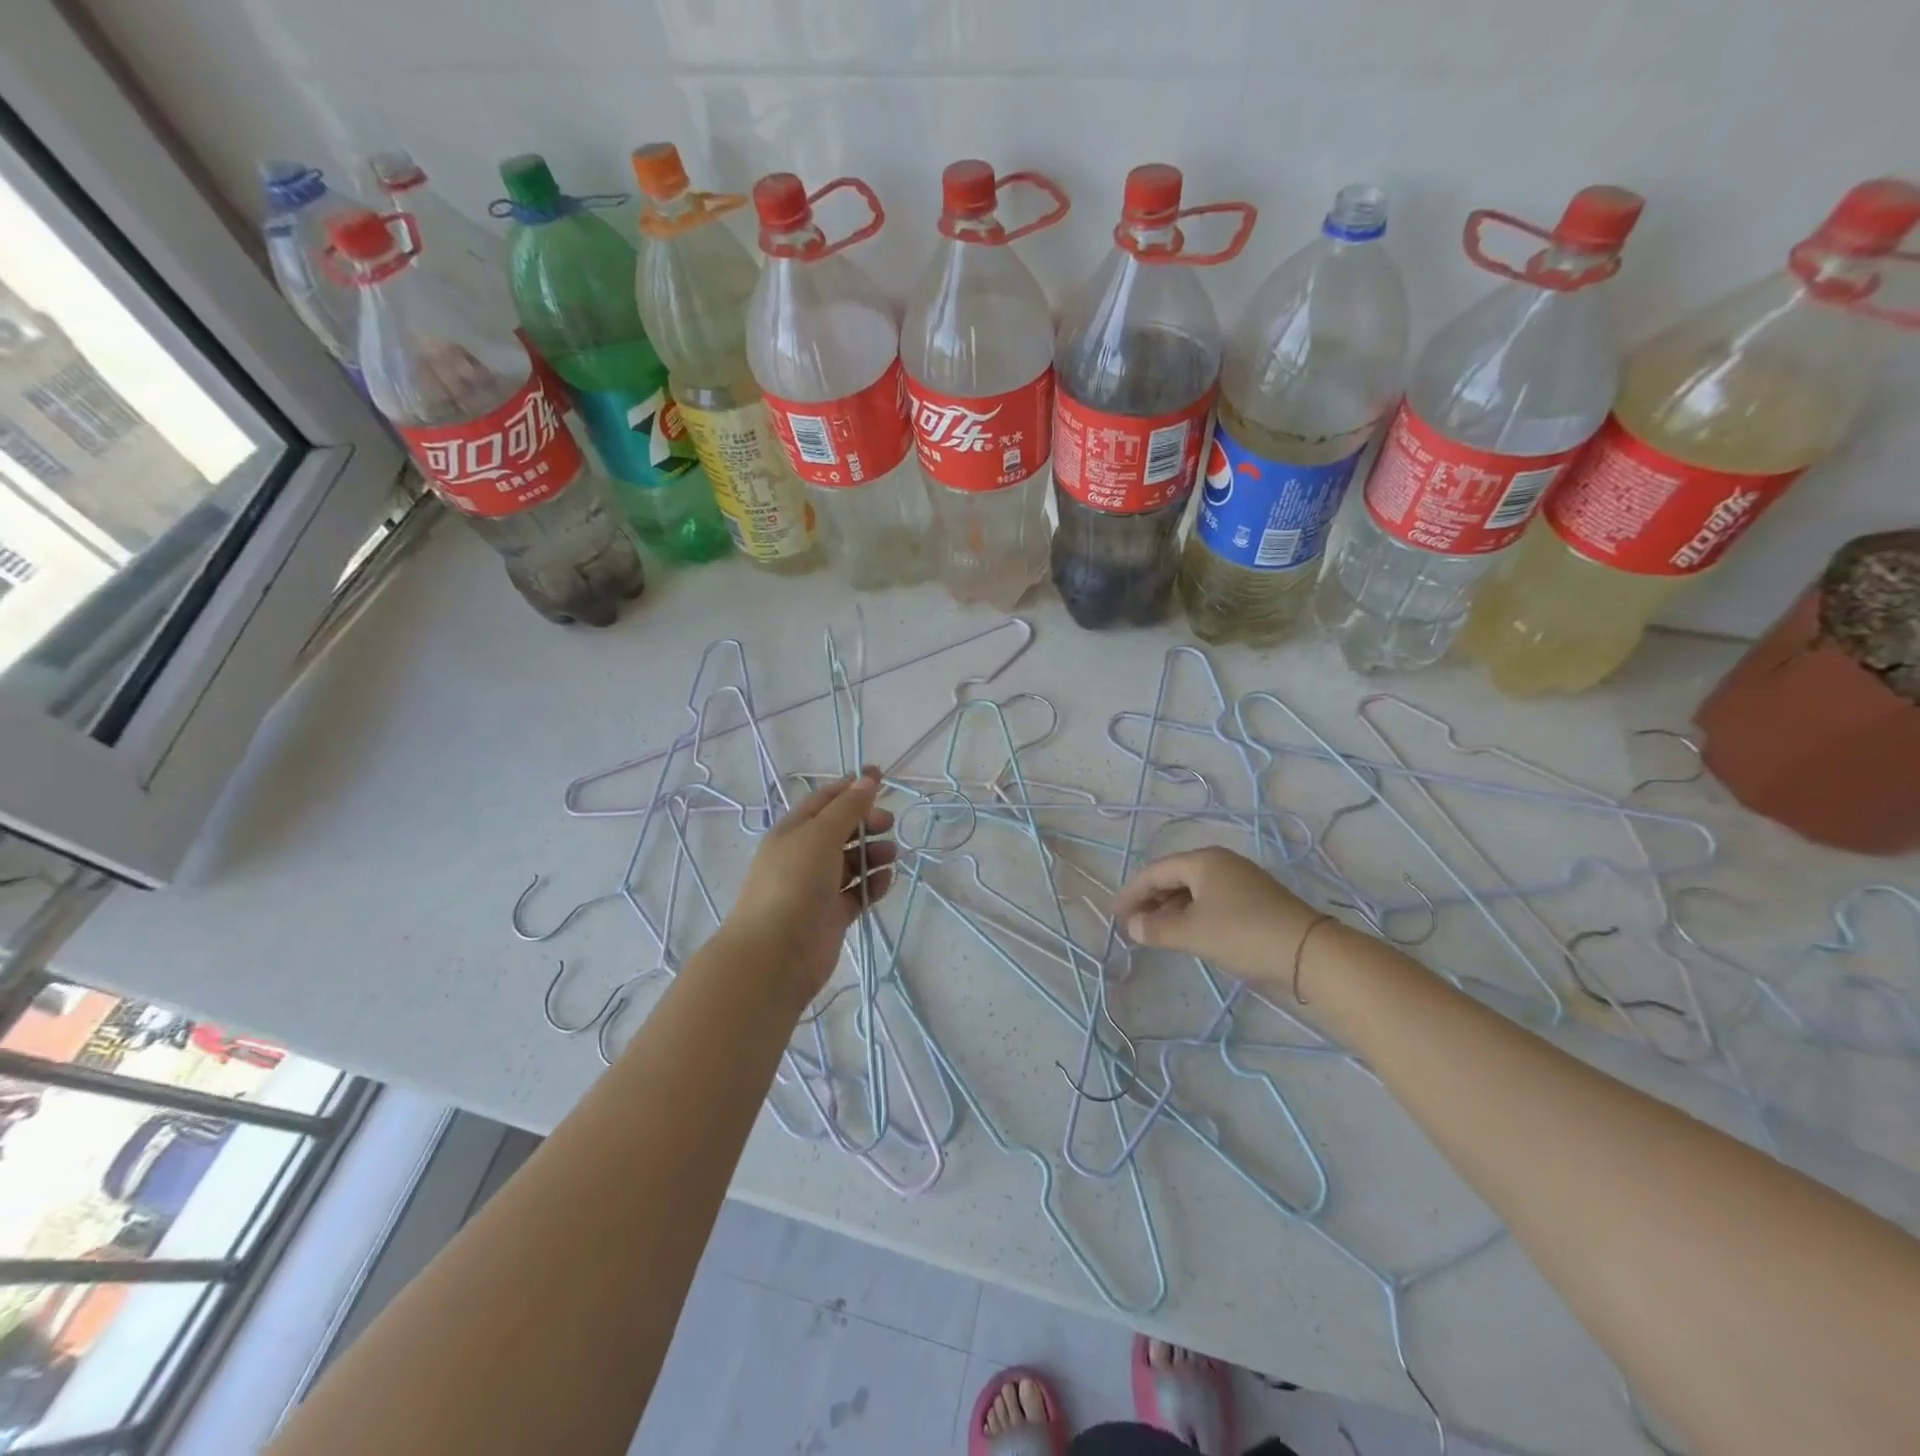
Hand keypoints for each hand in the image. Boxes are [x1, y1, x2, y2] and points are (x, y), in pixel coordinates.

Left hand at [722, 768, 895, 1001]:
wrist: (776, 953)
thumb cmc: (794, 882)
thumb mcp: (821, 834)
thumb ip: (848, 807)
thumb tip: (868, 778)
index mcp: (793, 831)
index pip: (824, 800)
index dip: (851, 787)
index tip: (881, 778)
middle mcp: (804, 856)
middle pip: (841, 830)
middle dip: (867, 822)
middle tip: (889, 824)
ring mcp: (818, 887)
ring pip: (852, 862)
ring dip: (874, 854)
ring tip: (891, 855)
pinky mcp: (832, 915)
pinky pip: (858, 892)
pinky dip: (873, 884)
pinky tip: (886, 880)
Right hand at [1113, 846, 1325, 987]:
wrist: (1309, 952)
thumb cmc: (1242, 934)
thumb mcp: (1192, 933)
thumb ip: (1156, 928)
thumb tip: (1132, 925)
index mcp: (1202, 861)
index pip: (1155, 871)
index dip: (1132, 893)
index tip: (1116, 915)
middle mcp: (1220, 862)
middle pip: (1174, 877)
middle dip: (1151, 900)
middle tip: (1132, 924)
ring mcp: (1240, 879)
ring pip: (1193, 890)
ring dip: (1171, 909)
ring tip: (1155, 931)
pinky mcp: (1255, 899)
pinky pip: (1211, 900)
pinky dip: (1192, 913)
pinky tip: (1187, 932)